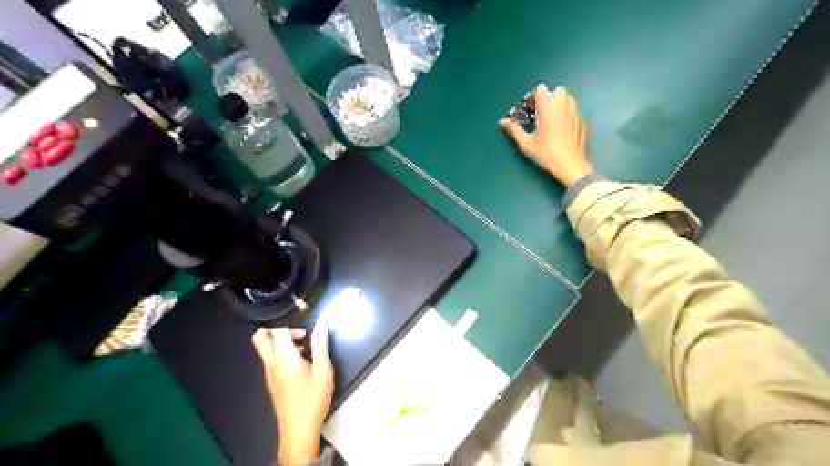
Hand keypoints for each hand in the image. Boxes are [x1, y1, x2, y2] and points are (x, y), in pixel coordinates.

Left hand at [252, 324, 332, 465]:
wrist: (299, 429)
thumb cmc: (313, 397)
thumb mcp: (323, 369)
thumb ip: (321, 345)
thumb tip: (321, 324)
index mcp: (284, 358)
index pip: (277, 332)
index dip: (291, 327)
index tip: (306, 335)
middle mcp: (271, 364)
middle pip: (260, 338)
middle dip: (275, 330)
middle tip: (296, 336)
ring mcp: (268, 374)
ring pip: (265, 350)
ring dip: (280, 344)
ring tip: (304, 351)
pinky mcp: (271, 383)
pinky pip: (270, 361)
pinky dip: (281, 356)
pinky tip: (301, 366)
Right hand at [499, 84, 597, 187]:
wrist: (570, 165)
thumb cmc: (546, 154)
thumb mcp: (526, 143)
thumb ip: (514, 130)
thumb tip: (503, 121)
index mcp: (548, 109)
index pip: (541, 91)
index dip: (533, 96)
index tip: (529, 107)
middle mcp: (563, 107)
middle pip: (558, 90)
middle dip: (549, 96)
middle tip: (542, 111)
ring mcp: (575, 113)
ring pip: (569, 98)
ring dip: (560, 103)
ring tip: (552, 117)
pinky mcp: (583, 122)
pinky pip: (575, 111)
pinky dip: (568, 114)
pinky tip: (563, 128)